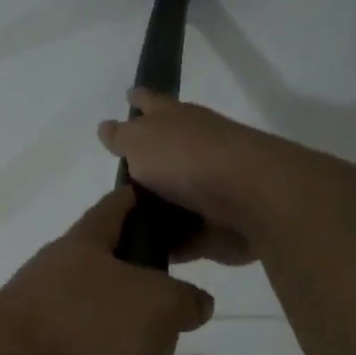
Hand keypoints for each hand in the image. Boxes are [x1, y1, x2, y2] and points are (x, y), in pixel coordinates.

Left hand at [0, 187, 214, 354]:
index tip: (167, 203)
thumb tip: (194, 304)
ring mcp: (46, 336)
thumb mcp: (158, 305)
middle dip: (151, 306)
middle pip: (113, 285)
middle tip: (184, 322)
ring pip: (107, 346)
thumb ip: (184, 300)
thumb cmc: (87, 328)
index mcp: (82, 249)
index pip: (115, 208)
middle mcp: (59, 286)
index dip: (142, 201)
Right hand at [96, 90, 290, 264]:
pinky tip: (142, 258)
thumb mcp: (140, 141)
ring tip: (119, 231)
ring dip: (153, 214)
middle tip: (111, 189)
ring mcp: (208, 190)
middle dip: (142, 168)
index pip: (151, 103)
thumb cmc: (187, 159)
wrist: (249, 198)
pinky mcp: (216, 227)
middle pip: (161, 157)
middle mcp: (193, 151)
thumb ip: (121, 137)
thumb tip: (106, 128)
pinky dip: (168, 245)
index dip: (138, 100)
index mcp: (175, 120)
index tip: (128, 97)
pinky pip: (184, 238)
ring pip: (172, 201)